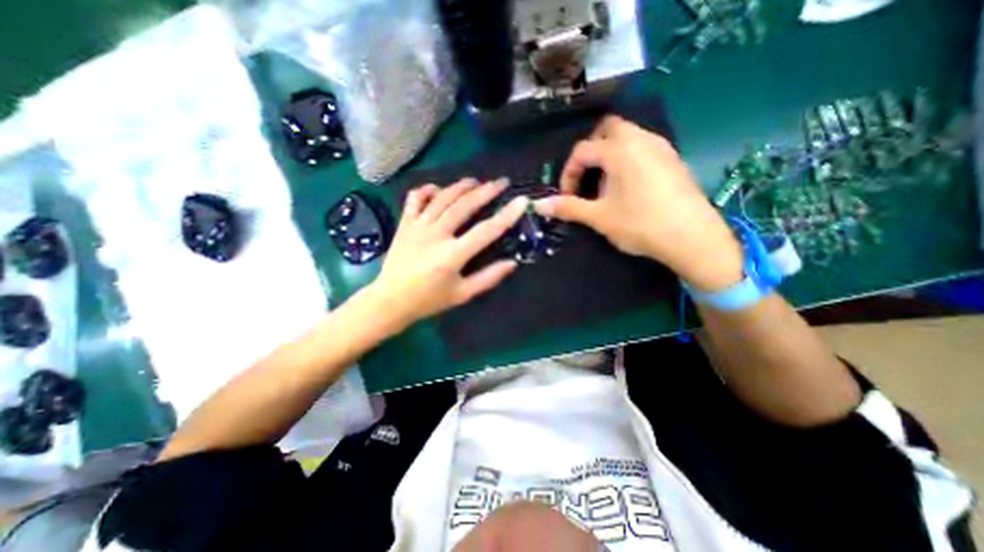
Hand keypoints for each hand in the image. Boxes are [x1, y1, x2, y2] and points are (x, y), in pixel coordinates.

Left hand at [364, 177, 531, 331]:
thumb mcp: (462, 294)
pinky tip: (437, 189)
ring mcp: (418, 226)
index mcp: (453, 255)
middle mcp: (436, 234)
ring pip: (442, 198)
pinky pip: (415, 199)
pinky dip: (426, 190)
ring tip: (476, 181)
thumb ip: (488, 278)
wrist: (390, 300)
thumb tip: (512, 263)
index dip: (507, 215)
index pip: (486, 230)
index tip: (521, 201)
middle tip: (501, 182)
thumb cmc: (429, 300)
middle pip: (464, 206)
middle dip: (486, 191)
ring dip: (461, 186)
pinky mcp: (405, 224)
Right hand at [535, 115, 742, 289]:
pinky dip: (628, 159)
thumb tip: (538, 206)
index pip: (582, 150)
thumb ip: (568, 208)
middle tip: (586, 178)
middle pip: (607, 130)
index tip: (567, 196)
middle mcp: (641, 140)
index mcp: (619, 150)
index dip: (568, 173)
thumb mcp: (599, 217)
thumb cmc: (640, 224)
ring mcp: (661, 147)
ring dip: (609, 155)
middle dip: (590, 152)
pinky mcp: (673, 159)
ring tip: (606, 185)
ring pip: (627, 137)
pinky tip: (629, 186)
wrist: (692, 237)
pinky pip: (643, 147)